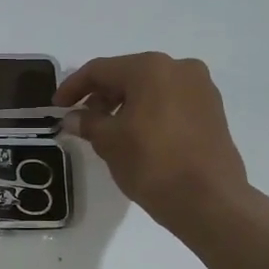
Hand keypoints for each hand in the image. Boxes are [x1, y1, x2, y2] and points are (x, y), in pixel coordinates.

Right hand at [54, 52, 258, 233]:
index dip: (73, 87)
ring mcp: (201, 88)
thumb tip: (73, 117)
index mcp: (151, 68)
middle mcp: (179, 68)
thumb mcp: (109, 142)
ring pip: (151, 88)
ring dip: (125, 104)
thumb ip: (87, 123)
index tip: (56, 107)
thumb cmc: (153, 163)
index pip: (100, 70)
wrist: (209, 200)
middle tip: (81, 119)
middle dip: (101, 95)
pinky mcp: (212, 110)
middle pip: (128, 75)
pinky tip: (136, 134)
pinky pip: (170, 101)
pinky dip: (149, 111)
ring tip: (107, 130)